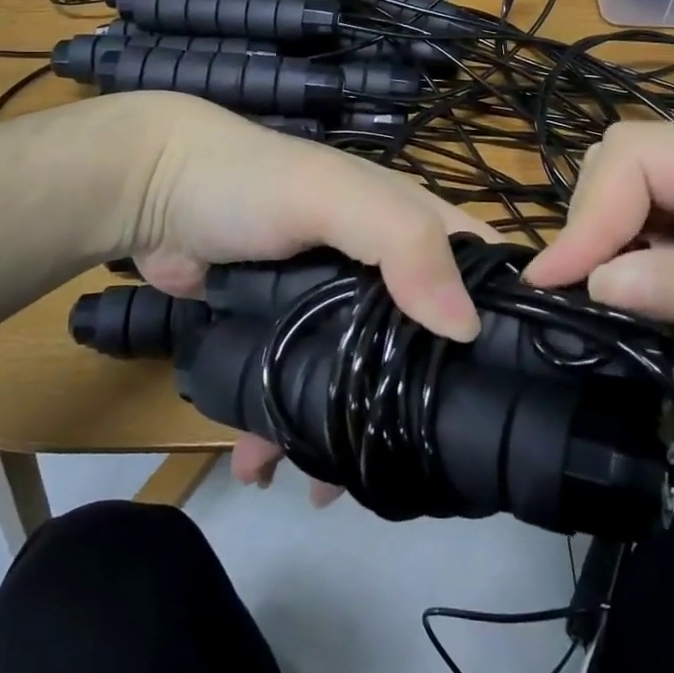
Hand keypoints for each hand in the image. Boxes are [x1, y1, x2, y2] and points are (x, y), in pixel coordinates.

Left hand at [98, 93, 484, 493]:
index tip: (521, 395)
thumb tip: (467, 328)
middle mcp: (380, 268)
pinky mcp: (282, 333)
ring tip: (330, 489)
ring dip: (350, 432)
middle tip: (423, 468)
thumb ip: (402, 243)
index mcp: (407, 226)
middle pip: (423, 342)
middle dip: (424, 402)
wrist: (152, 192)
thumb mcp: (335, 195)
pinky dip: (288, 433)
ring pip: (361, 377)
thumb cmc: (255, 183)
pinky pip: (300, 391)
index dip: (508, 320)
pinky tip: (267, 470)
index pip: (480, 270)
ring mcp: (328, 305)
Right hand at [523, 122, 673, 409]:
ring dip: (627, 241)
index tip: (555, 292)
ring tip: (631, 310)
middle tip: (592, 304)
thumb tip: (597, 281)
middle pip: (635, 159)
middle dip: (596, 223)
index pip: (634, 157)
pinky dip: (668, 253)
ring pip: (661, 187)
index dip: (583, 218)